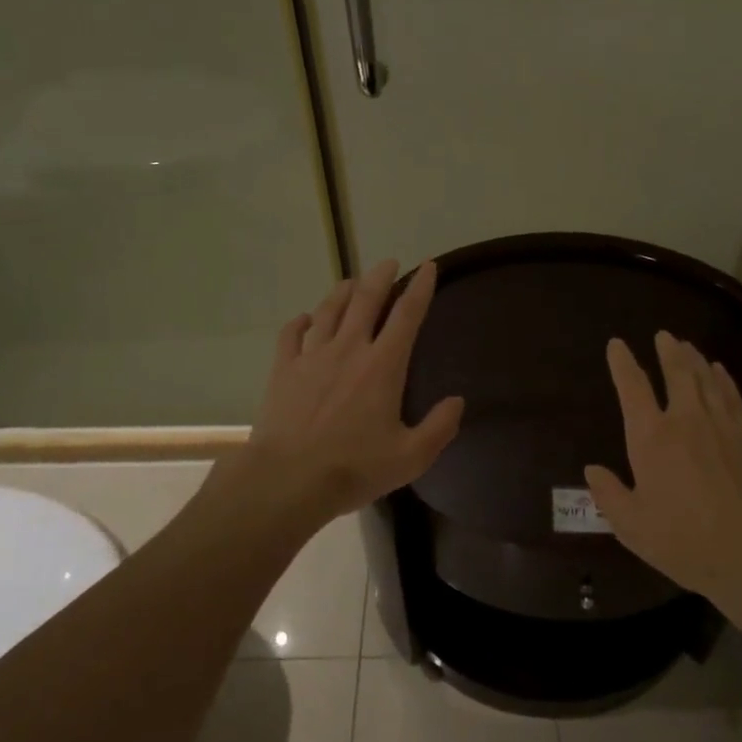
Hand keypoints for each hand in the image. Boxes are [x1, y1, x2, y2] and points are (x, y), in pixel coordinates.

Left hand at [243, 259, 464, 524]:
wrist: (288, 479)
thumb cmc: (354, 468)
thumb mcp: (410, 457)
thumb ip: (439, 427)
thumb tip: (457, 401)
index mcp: (383, 365)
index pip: (407, 315)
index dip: (420, 288)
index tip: (428, 266)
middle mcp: (349, 349)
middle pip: (366, 300)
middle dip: (380, 277)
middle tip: (388, 262)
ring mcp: (312, 356)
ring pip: (329, 310)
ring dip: (342, 292)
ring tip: (351, 282)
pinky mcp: (283, 370)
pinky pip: (292, 335)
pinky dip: (300, 322)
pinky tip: (305, 318)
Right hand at [584, 331, 741, 609]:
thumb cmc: (684, 542)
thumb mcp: (632, 527)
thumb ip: (609, 494)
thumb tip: (591, 469)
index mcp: (651, 437)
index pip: (633, 388)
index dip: (623, 363)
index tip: (617, 345)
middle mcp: (685, 419)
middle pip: (676, 372)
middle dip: (667, 351)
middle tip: (663, 335)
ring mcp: (721, 424)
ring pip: (706, 378)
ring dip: (694, 359)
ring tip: (687, 345)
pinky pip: (732, 395)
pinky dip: (723, 378)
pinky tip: (720, 371)